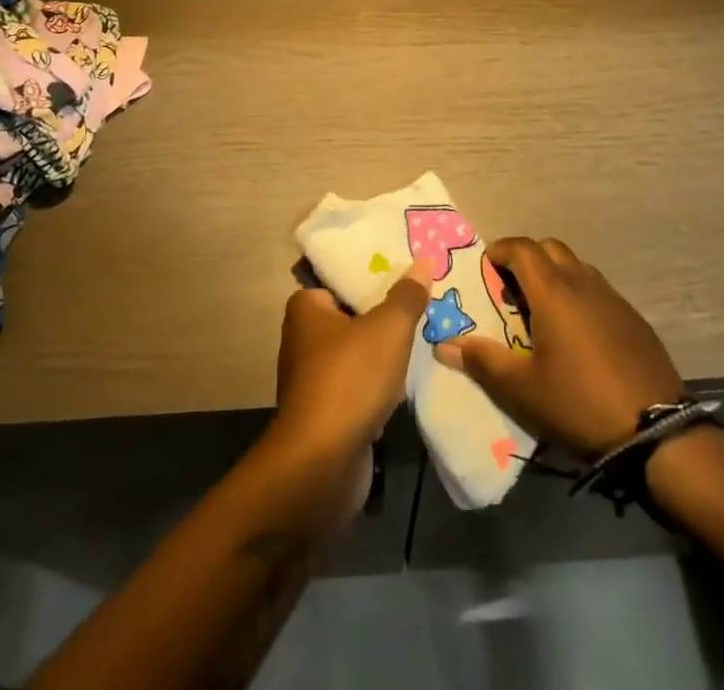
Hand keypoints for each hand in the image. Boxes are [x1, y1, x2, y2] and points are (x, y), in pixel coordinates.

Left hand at [266, 263, 432, 470]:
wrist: (322, 463)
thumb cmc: (350, 379)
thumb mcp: (388, 328)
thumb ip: (406, 296)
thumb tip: (423, 261)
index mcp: (305, 309)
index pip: (340, 283)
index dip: (372, 280)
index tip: (405, 281)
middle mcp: (300, 340)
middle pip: (350, 319)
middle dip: (381, 320)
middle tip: (420, 311)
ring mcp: (309, 381)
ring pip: (354, 356)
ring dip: (380, 357)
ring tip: (420, 345)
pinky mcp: (321, 416)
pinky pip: (355, 389)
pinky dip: (375, 389)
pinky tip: (403, 388)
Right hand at [433, 236, 683, 460]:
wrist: (657, 432)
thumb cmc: (579, 403)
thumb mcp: (523, 389)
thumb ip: (482, 361)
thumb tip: (443, 345)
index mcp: (553, 292)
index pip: (522, 248)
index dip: (500, 250)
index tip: (486, 266)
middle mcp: (583, 283)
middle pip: (550, 248)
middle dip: (527, 258)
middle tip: (511, 287)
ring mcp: (613, 298)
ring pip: (576, 266)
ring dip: (555, 274)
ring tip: (543, 310)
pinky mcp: (634, 318)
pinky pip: (598, 289)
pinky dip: (579, 295)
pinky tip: (578, 333)